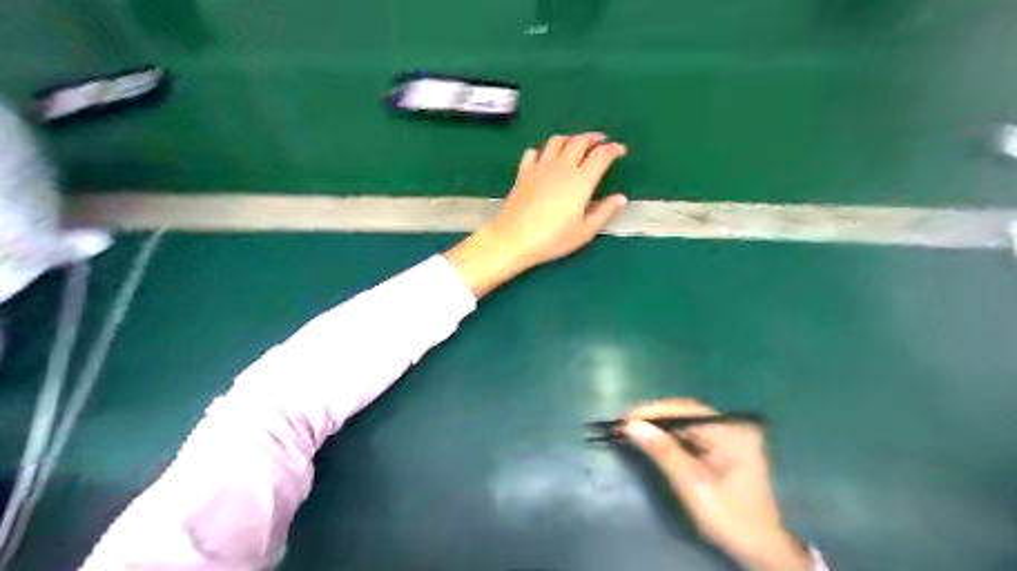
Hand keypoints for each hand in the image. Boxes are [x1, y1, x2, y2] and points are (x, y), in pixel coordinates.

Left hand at [446, 131, 629, 295]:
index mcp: (581, 180)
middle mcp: (562, 167)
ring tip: (576, 145)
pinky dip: (544, 150)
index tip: (620, 150)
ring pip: (557, 141)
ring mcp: (540, 167)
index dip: (613, 149)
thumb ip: (604, 212)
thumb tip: (620, 198)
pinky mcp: (523, 172)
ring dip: (570, 139)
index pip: (601, 155)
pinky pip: (534, 151)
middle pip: (580, 141)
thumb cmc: (552, 239)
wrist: (514, 238)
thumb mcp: (584, 231)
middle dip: (593, 138)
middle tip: (601, 141)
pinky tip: (546, 157)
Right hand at [620, 399, 810, 570]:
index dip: (652, 411)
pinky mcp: (725, 446)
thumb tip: (631, 425)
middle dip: (654, 418)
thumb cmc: (729, 516)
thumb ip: (662, 451)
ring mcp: (730, 435)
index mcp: (731, 431)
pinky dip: (670, 436)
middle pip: (685, 413)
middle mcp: (732, 426)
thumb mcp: (692, 484)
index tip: (624, 417)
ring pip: (686, 423)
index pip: (685, 410)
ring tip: (632, 429)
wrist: (761, 548)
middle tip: (623, 423)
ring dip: (659, 426)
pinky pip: (691, 434)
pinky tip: (652, 438)